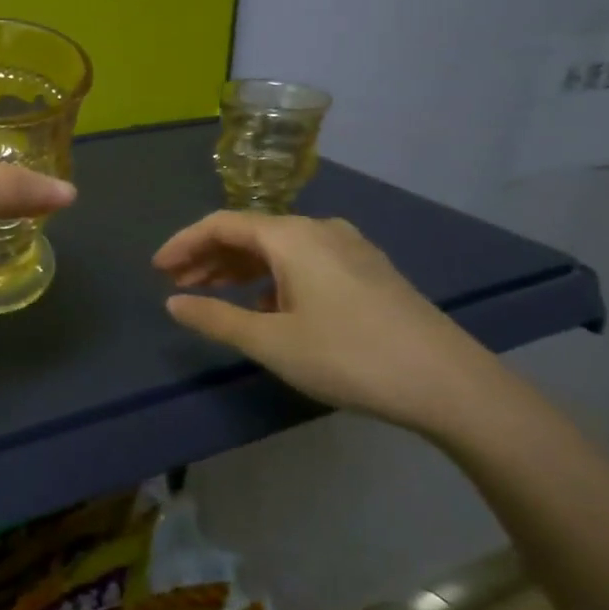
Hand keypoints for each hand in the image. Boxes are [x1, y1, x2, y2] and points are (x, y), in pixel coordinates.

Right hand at [153, 211, 497, 433]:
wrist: (451, 384)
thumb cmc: (350, 356)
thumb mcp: (272, 342)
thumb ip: (216, 318)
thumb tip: (173, 303)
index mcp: (291, 236)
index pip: (221, 224)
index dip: (183, 243)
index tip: (157, 270)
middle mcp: (319, 230)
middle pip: (249, 233)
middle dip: (208, 257)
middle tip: (177, 284)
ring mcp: (349, 249)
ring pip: (277, 248)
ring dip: (239, 268)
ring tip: (212, 294)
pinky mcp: (368, 272)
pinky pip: (303, 261)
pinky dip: (272, 277)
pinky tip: (266, 306)